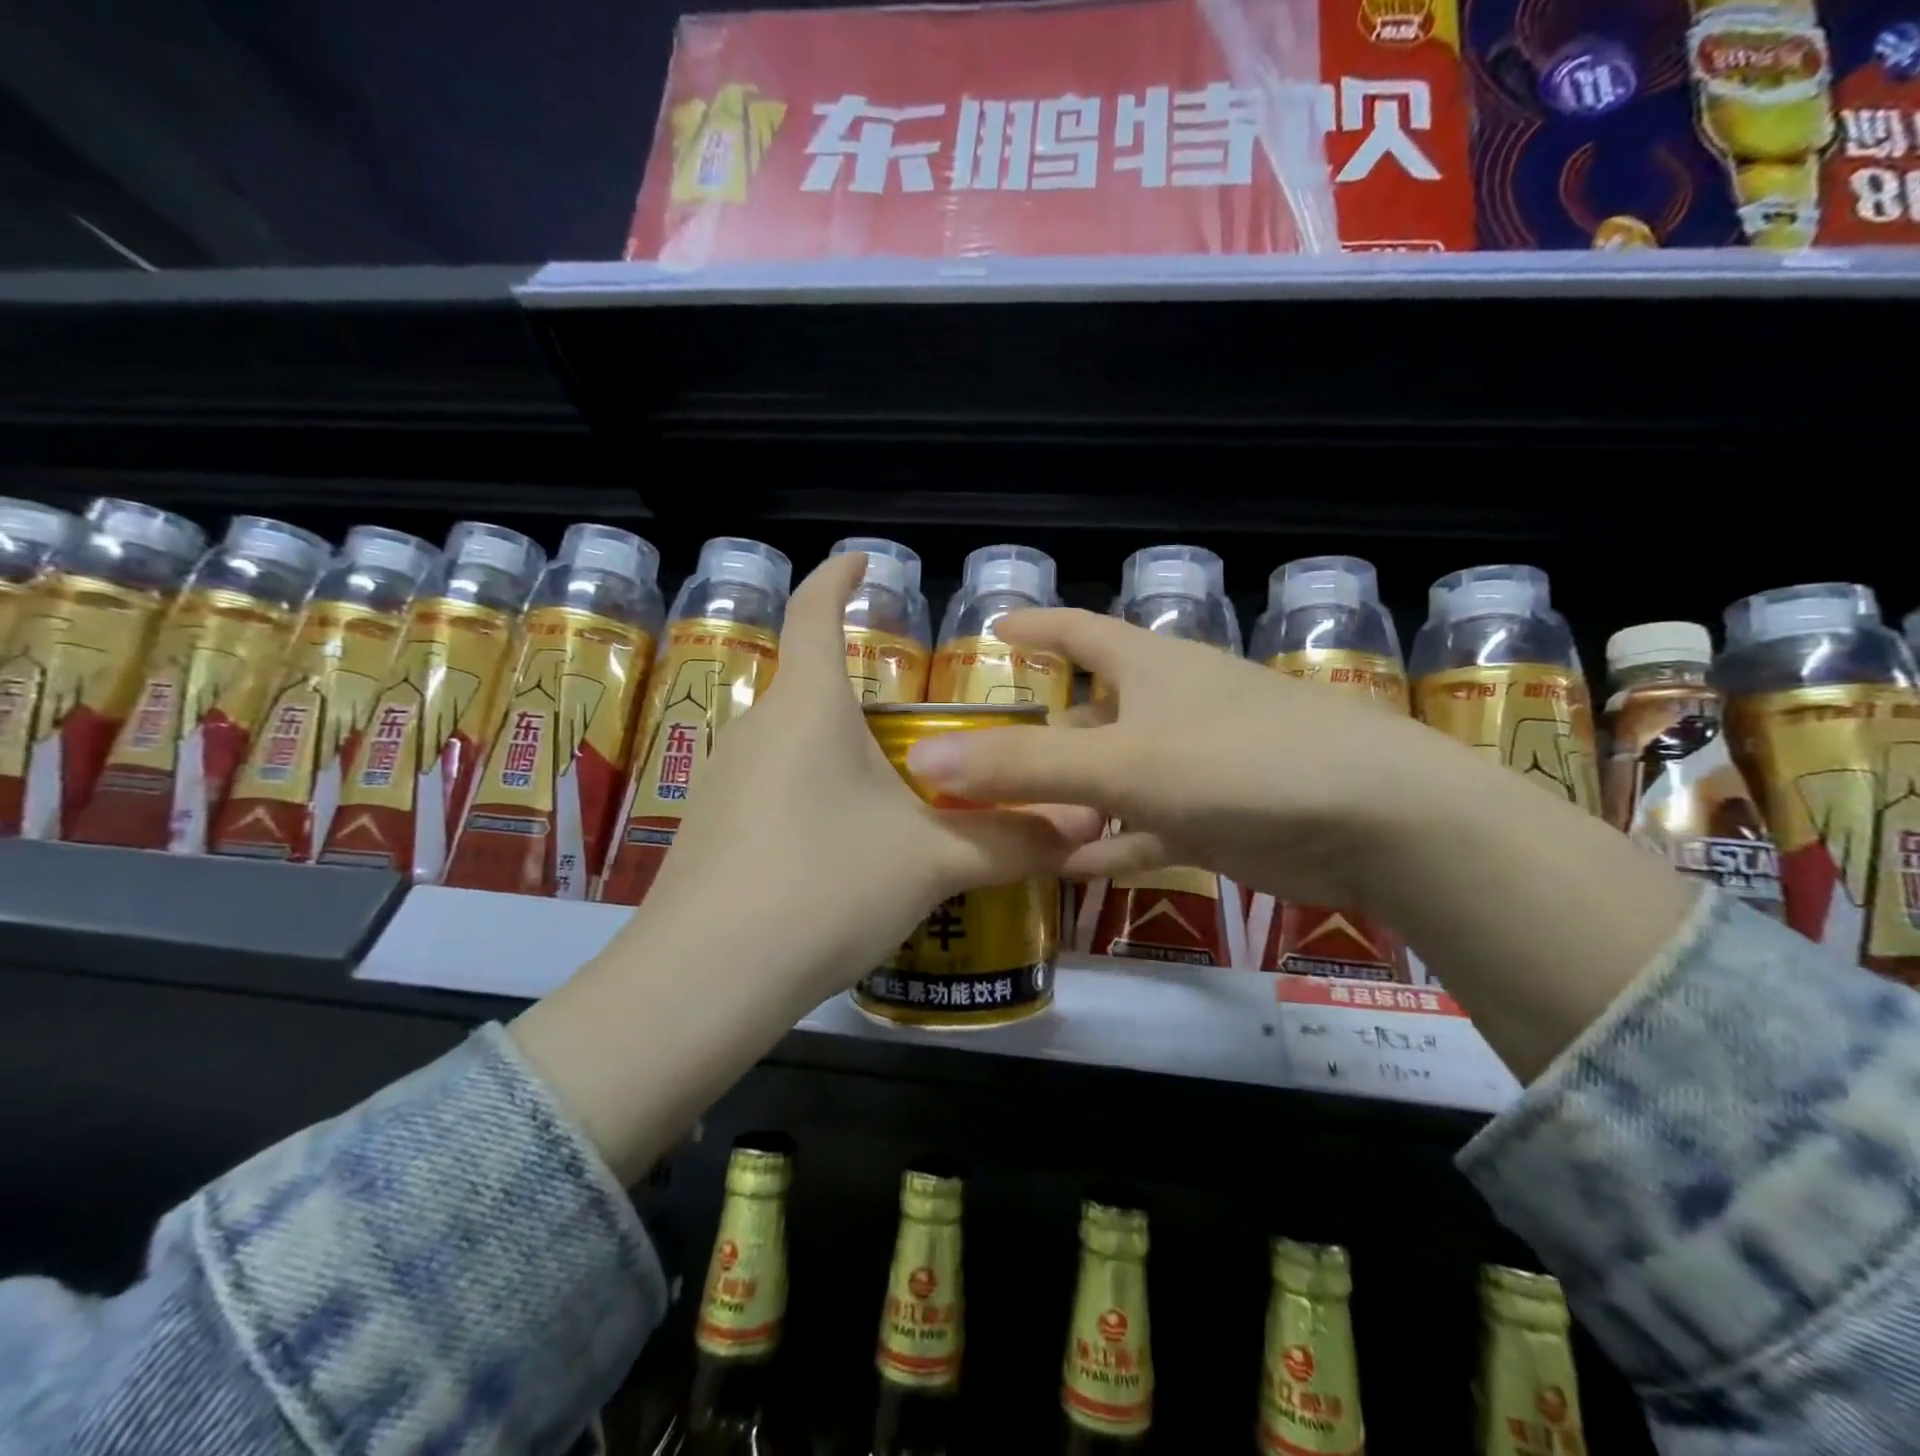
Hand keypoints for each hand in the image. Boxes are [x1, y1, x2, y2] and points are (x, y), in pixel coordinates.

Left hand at [511, 557, 1099, 1182]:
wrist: (705, 979)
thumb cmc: (825, 887)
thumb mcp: (931, 862)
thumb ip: (1011, 840)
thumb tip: (1084, 823)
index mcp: (808, 706)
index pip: (814, 609)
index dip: (838, 576)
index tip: (864, 560)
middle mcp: (758, 727)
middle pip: (811, 684)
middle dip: (860, 691)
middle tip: (918, 723)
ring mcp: (723, 779)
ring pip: (792, 742)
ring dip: (837, 750)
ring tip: (889, 792)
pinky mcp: (709, 828)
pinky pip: (771, 788)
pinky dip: (811, 795)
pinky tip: (838, 850)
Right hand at [900, 607, 1429, 914]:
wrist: (1376, 822)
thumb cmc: (1240, 764)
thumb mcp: (1121, 763)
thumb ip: (1022, 765)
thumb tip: (925, 758)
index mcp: (1149, 667)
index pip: (1078, 632)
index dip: (1035, 628)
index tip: (993, 631)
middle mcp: (1169, 707)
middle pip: (1089, 715)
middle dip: (1038, 737)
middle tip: (981, 763)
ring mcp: (1195, 764)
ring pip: (1113, 778)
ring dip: (1067, 799)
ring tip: (1009, 823)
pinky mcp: (1217, 817)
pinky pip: (1145, 828)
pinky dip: (1109, 846)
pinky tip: (1070, 870)